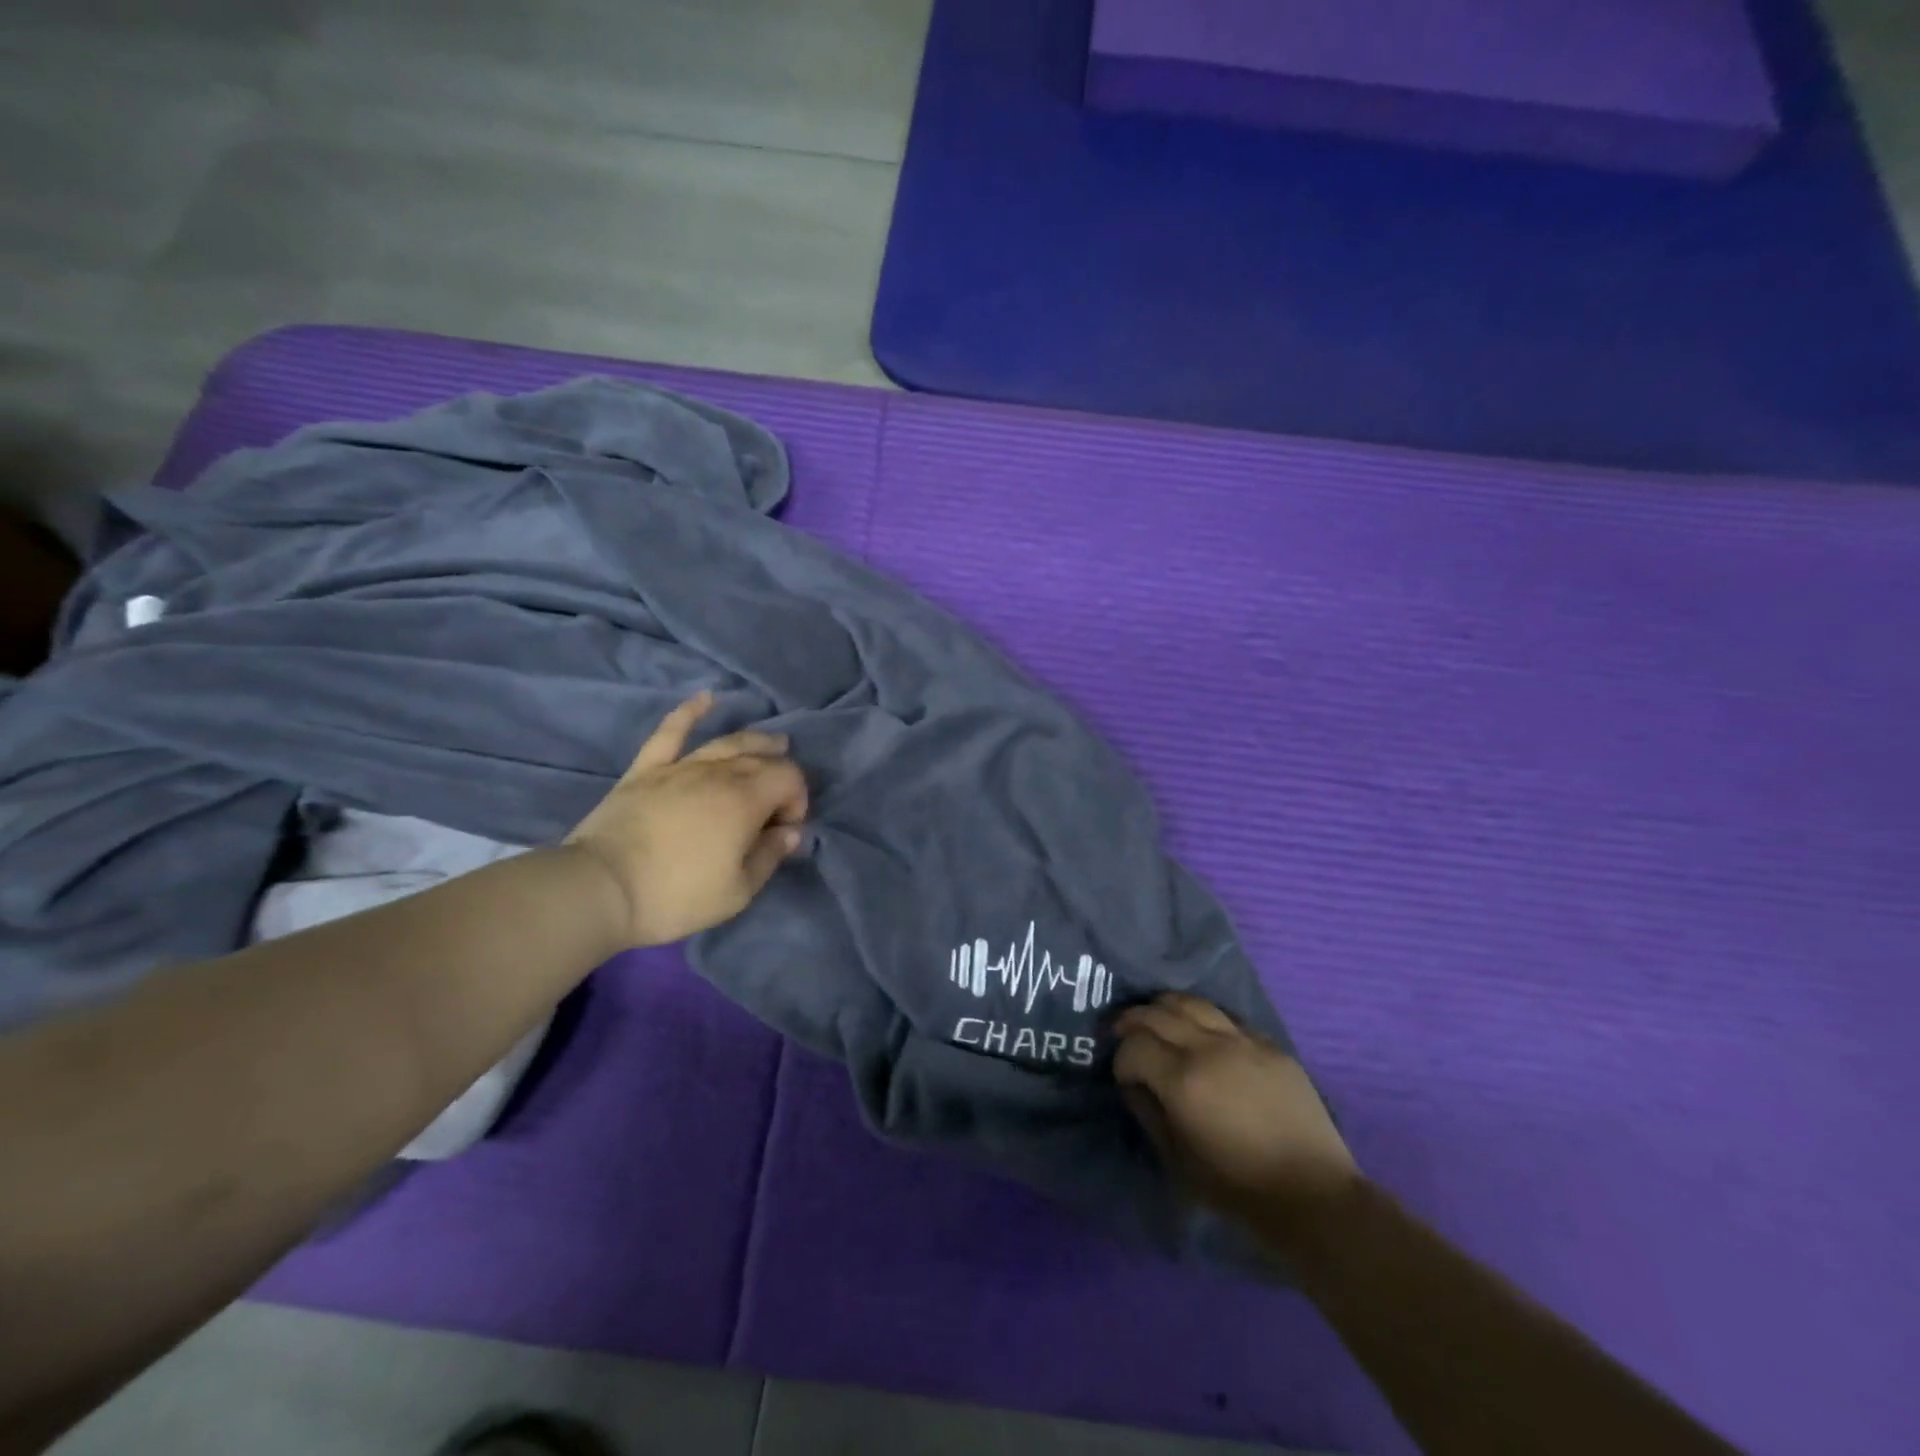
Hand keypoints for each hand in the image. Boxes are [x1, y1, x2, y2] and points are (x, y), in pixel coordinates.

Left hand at [563, 692, 808, 947]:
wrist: (601, 889)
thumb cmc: (676, 895)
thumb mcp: (738, 891)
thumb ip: (770, 856)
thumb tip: (790, 832)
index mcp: (746, 800)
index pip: (789, 779)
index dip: (797, 800)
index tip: (785, 831)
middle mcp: (719, 773)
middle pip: (762, 759)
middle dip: (780, 776)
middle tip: (778, 802)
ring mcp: (680, 767)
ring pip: (727, 742)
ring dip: (755, 741)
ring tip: (774, 743)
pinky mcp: (647, 769)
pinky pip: (670, 731)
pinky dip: (689, 712)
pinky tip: (705, 698)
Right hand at [1115, 994, 1356, 1223]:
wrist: (1312, 1194)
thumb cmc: (1237, 1186)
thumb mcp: (1177, 1161)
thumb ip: (1148, 1113)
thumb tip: (1133, 1084)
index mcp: (1183, 1080)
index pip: (1134, 1045)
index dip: (1121, 1058)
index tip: (1124, 1075)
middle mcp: (1209, 1048)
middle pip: (1157, 1013)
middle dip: (1132, 1021)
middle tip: (1123, 1033)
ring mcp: (1242, 1041)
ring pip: (1192, 1002)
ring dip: (1165, 1007)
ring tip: (1158, 1020)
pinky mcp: (1269, 1044)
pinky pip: (1227, 1018)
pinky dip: (1204, 1020)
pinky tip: (1203, 1036)